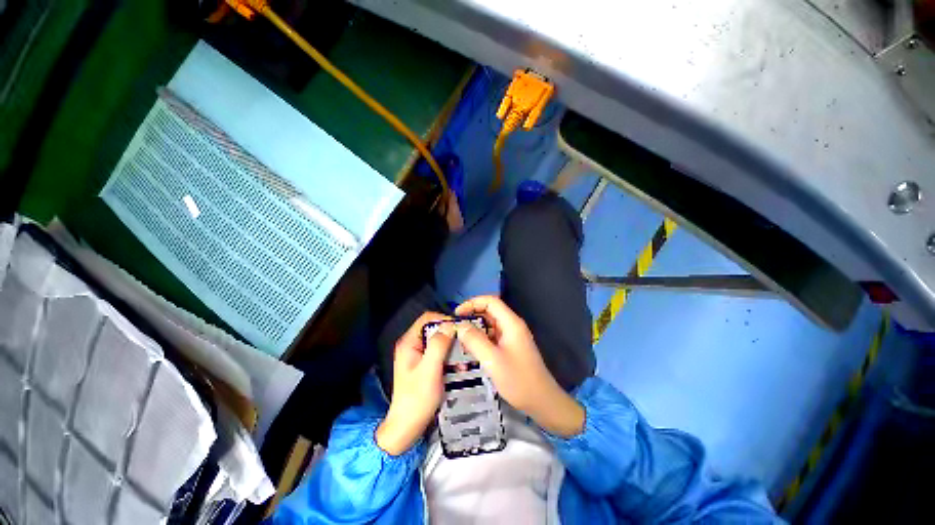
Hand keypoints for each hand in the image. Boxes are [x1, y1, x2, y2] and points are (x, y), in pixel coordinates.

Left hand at [376, 312, 453, 454]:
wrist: (407, 428)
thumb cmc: (417, 399)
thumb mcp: (429, 371)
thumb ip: (438, 346)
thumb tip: (450, 325)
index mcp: (409, 342)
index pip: (427, 318)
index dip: (444, 319)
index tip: (460, 329)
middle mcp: (412, 345)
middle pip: (434, 329)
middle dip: (450, 335)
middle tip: (465, 343)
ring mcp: (417, 355)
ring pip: (438, 341)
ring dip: (452, 347)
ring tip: (464, 357)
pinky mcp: (423, 364)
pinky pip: (439, 353)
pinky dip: (449, 356)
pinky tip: (459, 366)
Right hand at [455, 296, 584, 437]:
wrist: (542, 402)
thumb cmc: (518, 380)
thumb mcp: (492, 360)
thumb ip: (475, 340)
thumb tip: (459, 325)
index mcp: (511, 323)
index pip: (491, 301)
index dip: (472, 303)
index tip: (457, 314)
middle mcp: (512, 326)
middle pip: (490, 311)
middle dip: (472, 316)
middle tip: (455, 328)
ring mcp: (511, 337)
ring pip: (490, 325)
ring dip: (475, 328)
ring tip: (458, 339)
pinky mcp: (510, 348)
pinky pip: (492, 337)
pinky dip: (480, 339)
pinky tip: (470, 349)